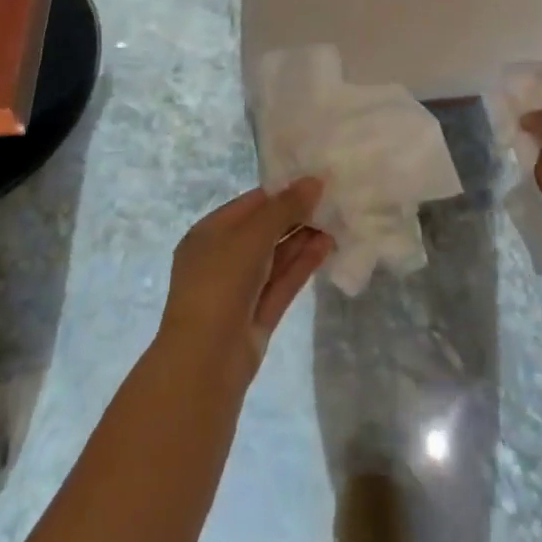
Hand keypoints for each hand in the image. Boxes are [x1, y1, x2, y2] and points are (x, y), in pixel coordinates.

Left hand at [158, 179, 332, 381]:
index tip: (316, 180)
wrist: (205, 362)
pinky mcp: (259, 314)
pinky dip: (304, 263)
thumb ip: (285, 207)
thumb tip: (315, 181)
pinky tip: (328, 245)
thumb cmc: (220, 283)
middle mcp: (224, 258)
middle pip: (265, 229)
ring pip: (277, 256)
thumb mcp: (252, 235)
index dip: (282, 191)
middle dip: (296, 215)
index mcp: (209, 234)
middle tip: (332, 199)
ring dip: (304, 238)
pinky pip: (284, 281)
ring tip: (337, 219)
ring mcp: (242, 288)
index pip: (251, 204)